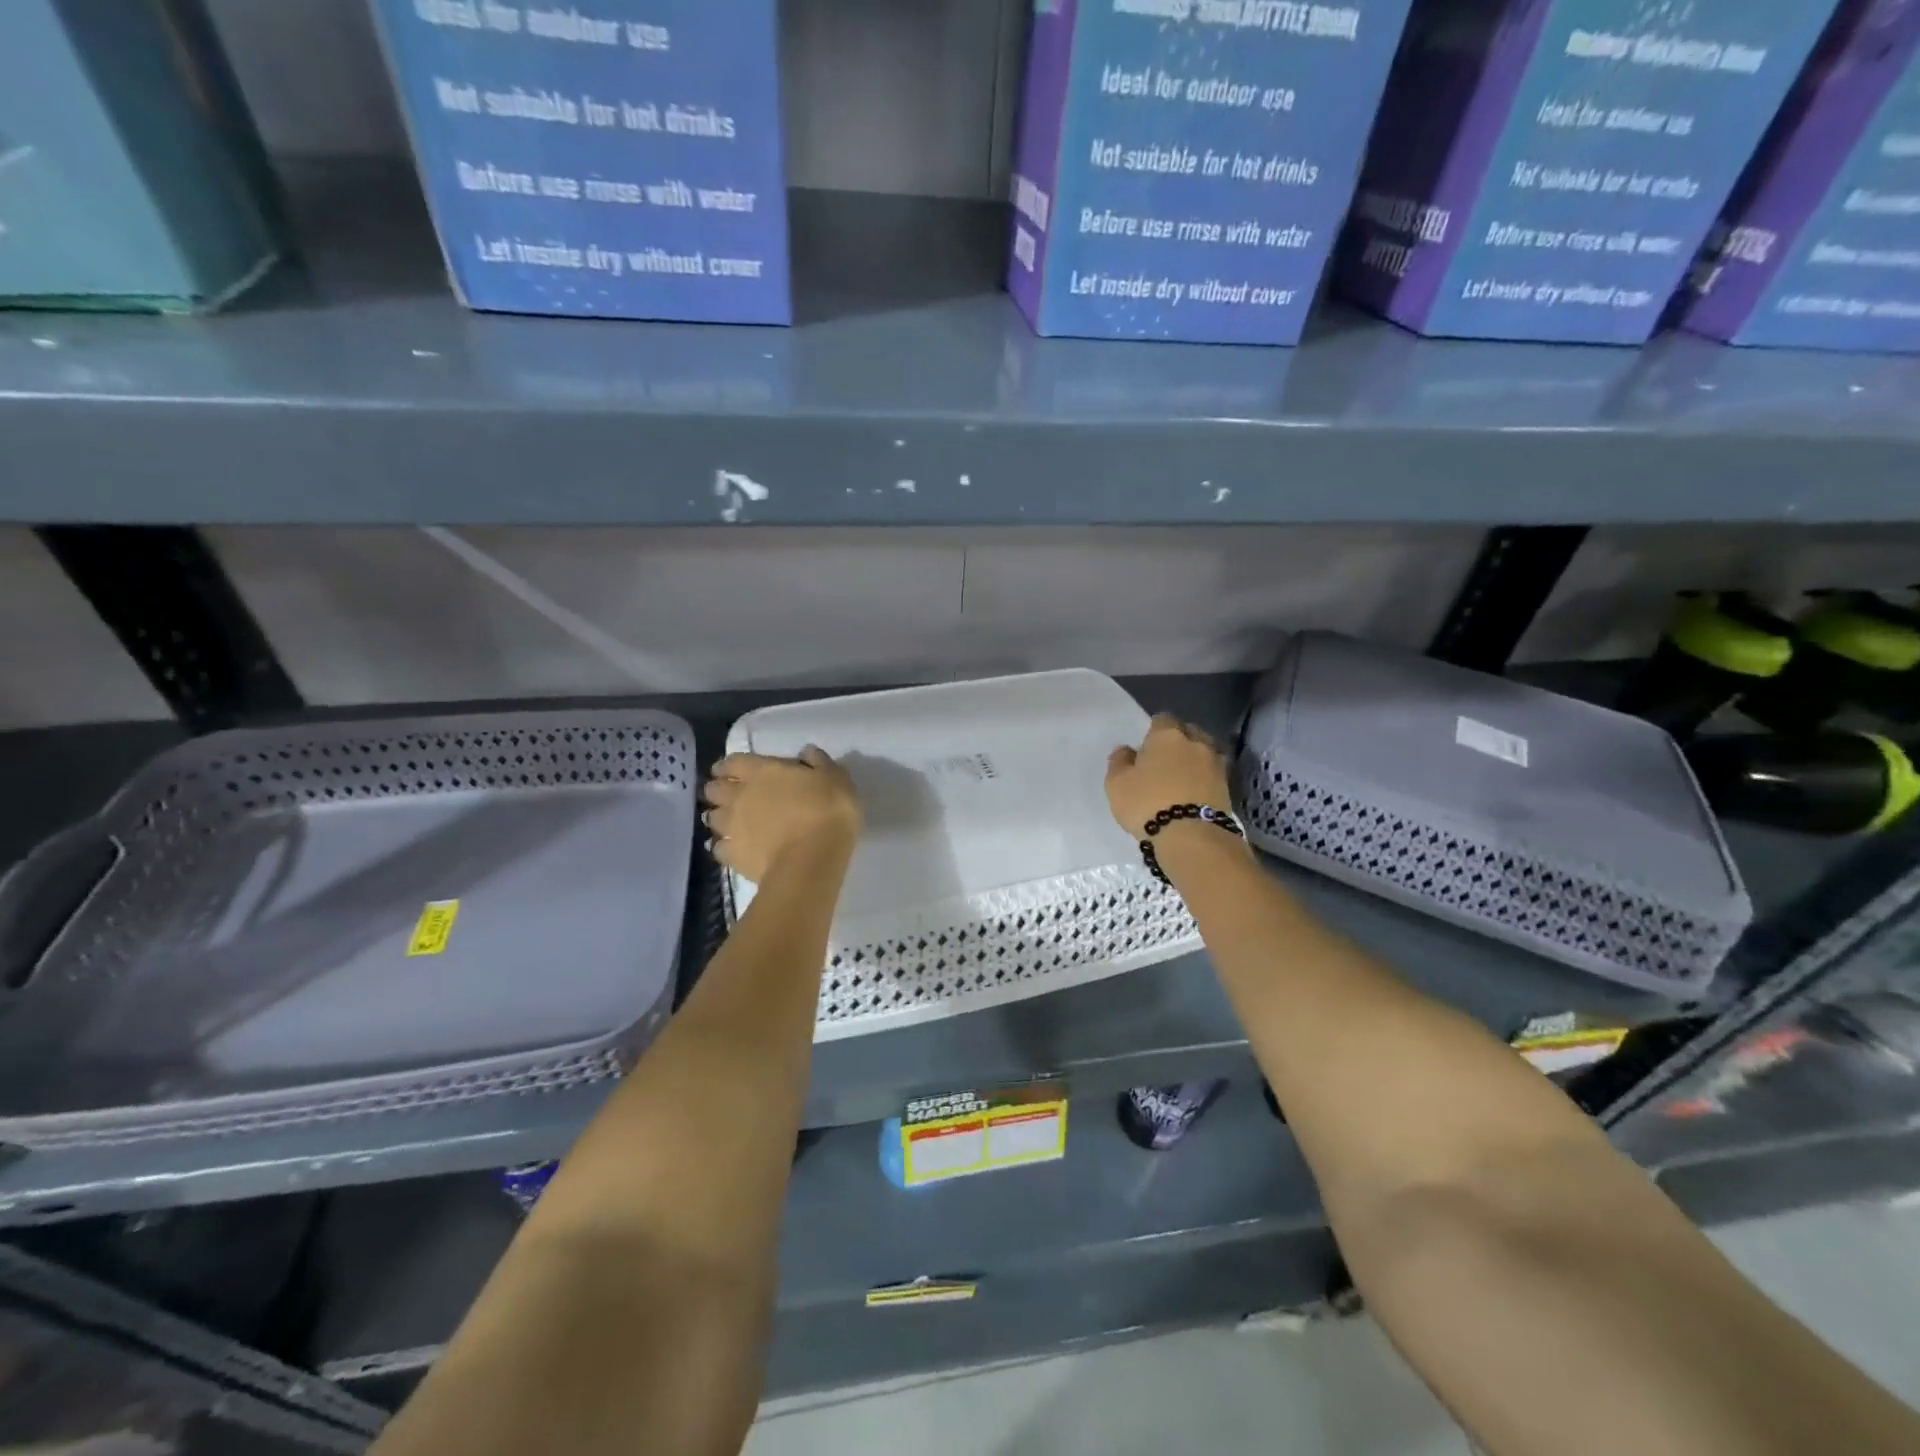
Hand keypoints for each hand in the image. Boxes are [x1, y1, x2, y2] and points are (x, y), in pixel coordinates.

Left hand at [703, 747, 861, 882]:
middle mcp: (739, 796)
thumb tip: (807, 752)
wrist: (812, 860)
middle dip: (719, 789)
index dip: (729, 765)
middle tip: (730, 794)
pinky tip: (733, 849)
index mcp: (761, 772)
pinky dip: (723, 847)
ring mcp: (732, 828)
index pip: (732, 762)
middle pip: (714, 789)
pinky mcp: (733, 856)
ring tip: (729, 823)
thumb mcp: (836, 779)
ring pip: (711, 818)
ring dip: (718, 817)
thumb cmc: (827, 812)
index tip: (732, 770)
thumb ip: (819, 762)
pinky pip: (718, 848)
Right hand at [1105, 715, 1234, 838]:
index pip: (1162, 719)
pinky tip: (1194, 791)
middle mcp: (1195, 743)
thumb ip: (1119, 762)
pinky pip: (1212, 774)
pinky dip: (1204, 778)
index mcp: (1167, 735)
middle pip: (1189, 731)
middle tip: (1165, 759)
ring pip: (1204, 752)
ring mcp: (1216, 764)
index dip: (1154, 730)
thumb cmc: (1147, 803)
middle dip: (1179, 740)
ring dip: (1195, 759)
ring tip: (1182, 776)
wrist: (1191, 836)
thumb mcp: (1117, 784)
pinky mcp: (1228, 787)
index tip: (1147, 745)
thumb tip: (1126, 750)